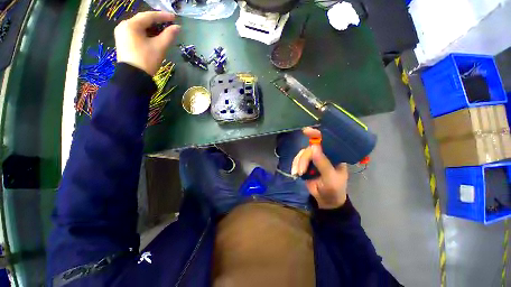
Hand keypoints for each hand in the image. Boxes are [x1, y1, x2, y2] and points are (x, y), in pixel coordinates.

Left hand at [114, 11, 180, 75]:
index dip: (163, 16)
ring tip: (163, 31)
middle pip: (143, 20)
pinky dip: (145, 33)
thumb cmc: (147, 60)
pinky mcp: (122, 41)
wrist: (134, 77)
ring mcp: (121, 33)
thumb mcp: (160, 47)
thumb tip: (177, 27)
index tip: (174, 18)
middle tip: (169, 25)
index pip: (149, 16)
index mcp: (131, 25)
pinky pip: (135, 33)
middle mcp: (124, 26)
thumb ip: (169, 35)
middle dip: (157, 22)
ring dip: (152, 28)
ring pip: (139, 27)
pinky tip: (153, 37)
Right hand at [292, 127, 348, 208]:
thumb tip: (314, 147)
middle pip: (310, 149)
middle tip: (301, 170)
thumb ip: (323, 163)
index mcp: (334, 155)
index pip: (326, 141)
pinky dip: (295, 165)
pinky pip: (297, 160)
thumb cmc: (334, 189)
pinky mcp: (305, 164)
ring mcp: (313, 159)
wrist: (326, 201)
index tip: (306, 131)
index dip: (317, 134)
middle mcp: (323, 154)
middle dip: (304, 159)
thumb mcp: (330, 178)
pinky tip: (295, 173)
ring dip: (298, 163)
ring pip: (302, 154)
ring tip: (298, 173)